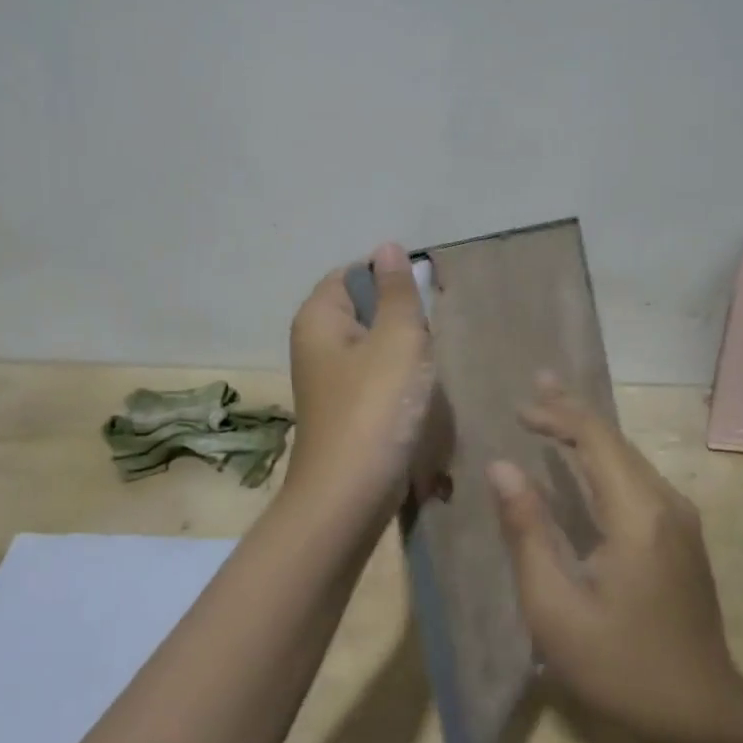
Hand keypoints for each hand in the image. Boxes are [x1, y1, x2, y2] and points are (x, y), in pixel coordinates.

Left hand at [286, 242, 434, 520]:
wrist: (349, 496)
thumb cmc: (376, 406)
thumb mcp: (398, 337)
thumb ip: (397, 290)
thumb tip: (387, 246)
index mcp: (318, 317)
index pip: (354, 273)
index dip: (390, 279)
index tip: (424, 299)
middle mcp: (314, 343)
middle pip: (365, 309)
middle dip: (401, 319)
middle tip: (429, 338)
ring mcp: (327, 380)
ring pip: (374, 346)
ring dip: (404, 354)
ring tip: (425, 371)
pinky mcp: (343, 410)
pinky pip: (374, 379)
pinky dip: (397, 383)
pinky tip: (416, 399)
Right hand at [489, 378, 742, 742]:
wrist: (702, 719)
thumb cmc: (620, 667)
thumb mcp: (556, 608)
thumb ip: (527, 531)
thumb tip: (502, 467)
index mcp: (637, 514)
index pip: (596, 439)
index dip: (557, 415)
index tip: (518, 408)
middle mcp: (666, 502)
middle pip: (615, 439)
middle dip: (573, 410)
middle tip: (537, 381)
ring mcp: (680, 518)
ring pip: (628, 456)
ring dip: (589, 431)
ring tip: (554, 409)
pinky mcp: (682, 534)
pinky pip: (637, 478)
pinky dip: (604, 457)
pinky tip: (585, 459)